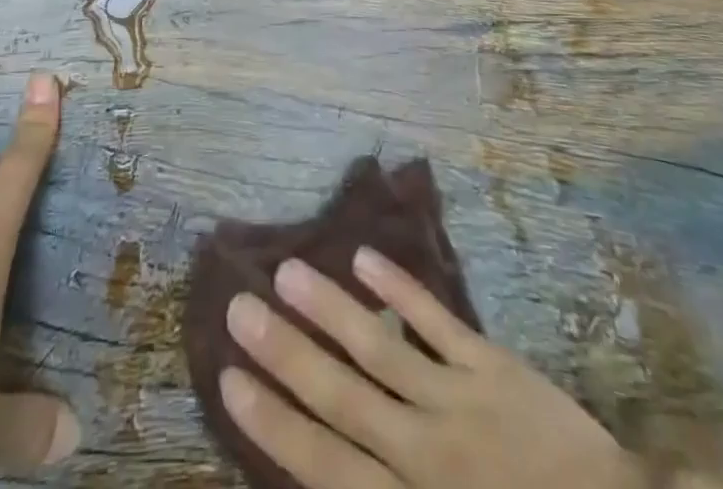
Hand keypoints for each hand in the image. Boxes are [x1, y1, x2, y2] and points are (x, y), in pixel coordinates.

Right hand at [220, 247, 639, 488]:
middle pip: (342, 398)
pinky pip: (438, 321)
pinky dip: (400, 289)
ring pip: (380, 349)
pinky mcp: (493, 365)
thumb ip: (382, 487)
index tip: (230, 379)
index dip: (275, 422)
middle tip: (239, 308)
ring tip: (287, 270)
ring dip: (330, 308)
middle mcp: (425, 454)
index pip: (326, 464)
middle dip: (285, 353)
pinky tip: (364, 257)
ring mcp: (459, 401)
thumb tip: (326, 467)